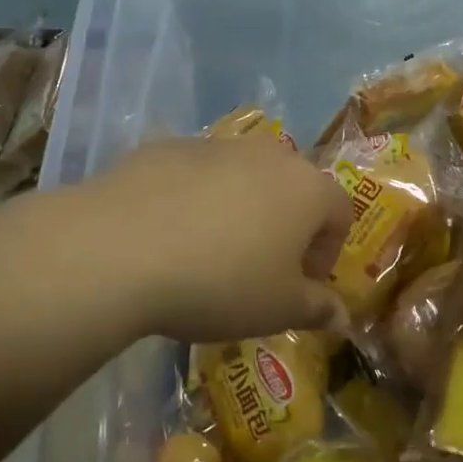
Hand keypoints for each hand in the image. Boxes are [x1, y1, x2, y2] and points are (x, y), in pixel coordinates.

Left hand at [45, 134, 351, 343]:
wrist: (120, 249)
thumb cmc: (220, 283)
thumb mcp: (277, 310)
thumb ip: (317, 309)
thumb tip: (342, 316)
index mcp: (307, 188)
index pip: (339, 212)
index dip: (328, 252)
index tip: (302, 285)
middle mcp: (269, 155)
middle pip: (293, 187)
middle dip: (286, 225)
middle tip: (261, 267)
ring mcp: (217, 145)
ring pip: (244, 176)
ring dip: (241, 208)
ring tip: (210, 252)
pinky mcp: (168, 147)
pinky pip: (196, 174)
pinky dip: (194, 198)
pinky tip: (167, 234)